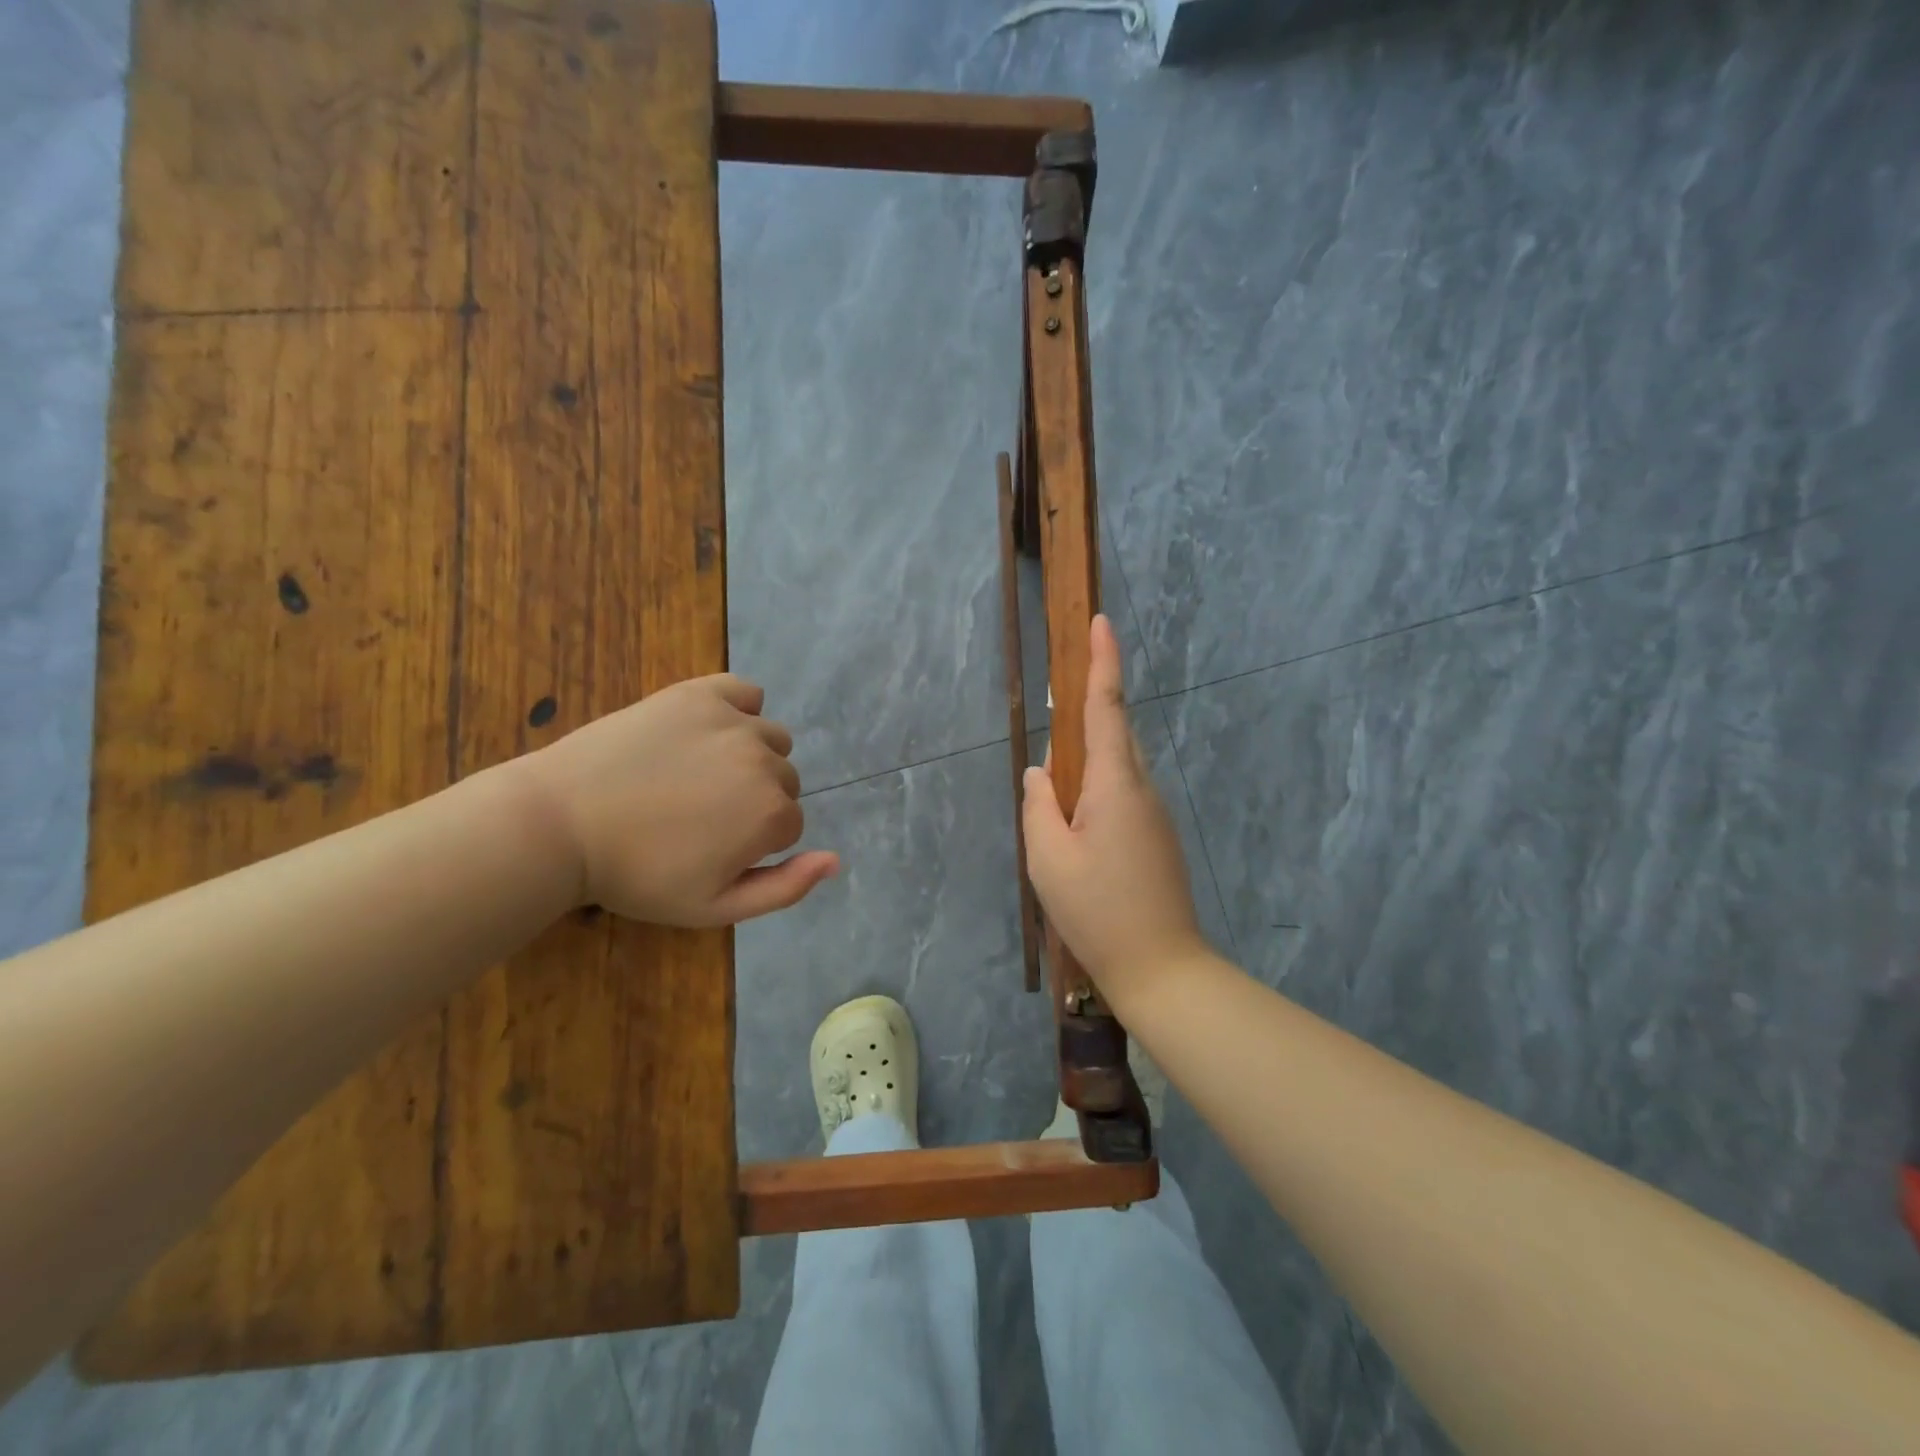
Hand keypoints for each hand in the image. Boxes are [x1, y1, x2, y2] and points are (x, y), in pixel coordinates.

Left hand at [516, 675, 838, 925]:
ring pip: (770, 738)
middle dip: (755, 799)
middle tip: (699, 814)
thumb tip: (836, 860)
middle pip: (784, 780)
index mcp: (771, 813)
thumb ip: (785, 888)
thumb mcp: (715, 907)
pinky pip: (746, 692)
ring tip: (698, 774)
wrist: (560, 823)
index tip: (710, 848)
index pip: (790, 824)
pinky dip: (739, 709)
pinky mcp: (698, 693)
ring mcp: (732, 721)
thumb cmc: (637, 875)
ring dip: (750, 757)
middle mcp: (764, 761)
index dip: (754, 842)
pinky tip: (709, 730)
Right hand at [1022, 615, 1204, 997]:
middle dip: (1088, 716)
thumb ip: (1038, 806)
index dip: (1104, 662)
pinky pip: (1125, 795)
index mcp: (1115, 784)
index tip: (1101, 622)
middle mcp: (1143, 789)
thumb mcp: (1048, 857)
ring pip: (1119, 768)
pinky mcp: (1158, 838)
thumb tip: (1039, 773)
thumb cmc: (1097, 911)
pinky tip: (1078, 829)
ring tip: (1059, 798)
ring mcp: (1155, 815)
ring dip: (1089, 764)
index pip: (1108, 707)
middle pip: (1115, 734)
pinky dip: (1098, 792)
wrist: (1161, 968)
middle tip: (1057, 728)